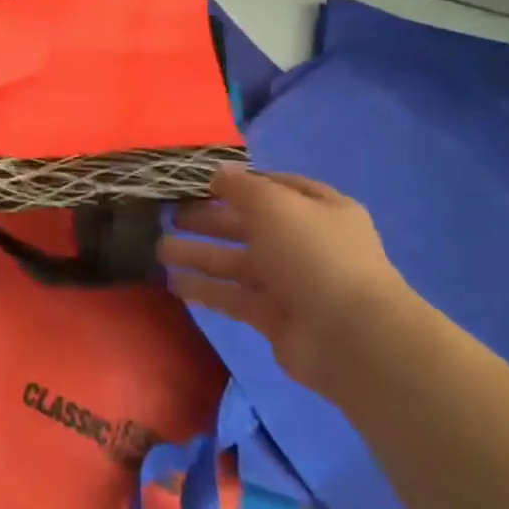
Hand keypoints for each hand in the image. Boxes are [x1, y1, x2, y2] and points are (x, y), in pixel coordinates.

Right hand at [158, 166, 415, 395]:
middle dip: (210, 219)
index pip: (277, 188)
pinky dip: (204, 289)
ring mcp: (291, 283)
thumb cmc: (313, 254)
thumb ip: (240, 186)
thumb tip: (217, 173)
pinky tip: (173, 282)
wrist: (349, 336)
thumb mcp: (273, 204)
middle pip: (250, 226)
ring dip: (199, 254)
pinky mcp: (274, 317)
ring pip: (236, 262)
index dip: (242, 183)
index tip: (202, 182)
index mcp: (320, 210)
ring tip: (158, 249)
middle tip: (169, 215)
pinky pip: (232, 297)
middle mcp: (306, 244)